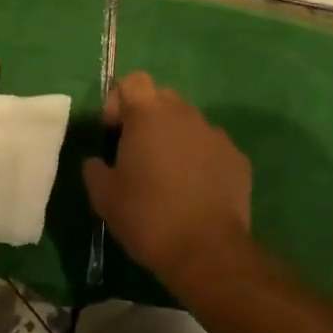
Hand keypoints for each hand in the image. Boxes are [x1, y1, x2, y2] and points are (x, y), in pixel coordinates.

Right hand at [82, 71, 251, 283]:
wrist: (207, 251)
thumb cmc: (147, 216)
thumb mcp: (104, 196)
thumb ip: (95, 169)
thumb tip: (97, 162)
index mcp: (148, 115)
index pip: (133, 81)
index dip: (119, 100)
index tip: (114, 132)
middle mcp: (184, 115)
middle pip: (162, 98)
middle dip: (148, 117)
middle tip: (138, 152)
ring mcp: (215, 135)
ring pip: (189, 123)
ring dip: (175, 138)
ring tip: (168, 175)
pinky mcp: (238, 159)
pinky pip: (212, 148)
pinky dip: (200, 160)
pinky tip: (195, 191)